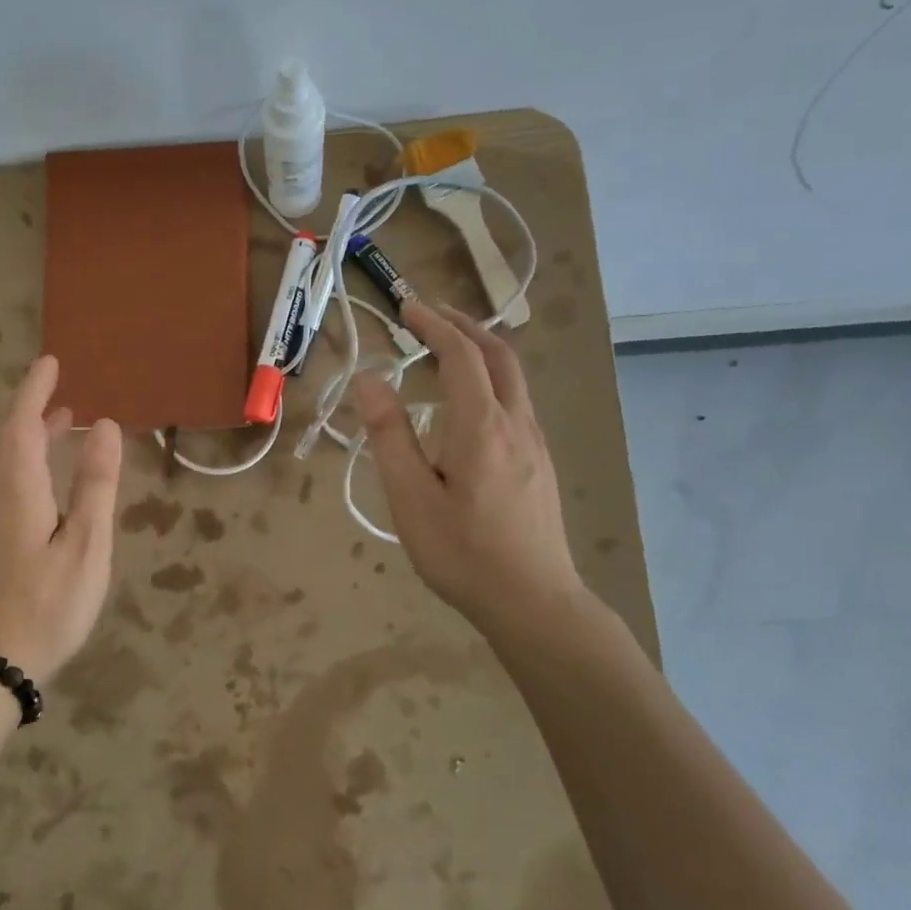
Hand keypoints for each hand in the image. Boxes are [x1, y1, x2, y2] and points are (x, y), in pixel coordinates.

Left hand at [0, 355, 122, 682]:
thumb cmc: (47, 604)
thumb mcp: (85, 544)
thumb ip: (95, 484)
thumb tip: (105, 427)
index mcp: (15, 488)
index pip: (21, 422)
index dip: (34, 390)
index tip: (50, 362)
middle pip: (7, 438)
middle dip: (33, 411)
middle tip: (63, 395)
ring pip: (2, 462)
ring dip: (30, 438)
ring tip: (65, 428)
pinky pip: (1, 483)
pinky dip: (24, 465)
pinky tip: (45, 482)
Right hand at [353, 302, 588, 640]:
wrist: (534, 602)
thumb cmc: (463, 553)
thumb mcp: (411, 498)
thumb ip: (390, 436)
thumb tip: (370, 381)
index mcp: (482, 426)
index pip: (461, 355)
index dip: (434, 324)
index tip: (407, 307)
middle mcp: (516, 424)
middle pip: (499, 356)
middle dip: (465, 325)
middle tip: (430, 314)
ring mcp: (535, 444)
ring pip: (513, 378)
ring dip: (481, 351)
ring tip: (447, 349)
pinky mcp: (540, 464)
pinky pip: (516, 402)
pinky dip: (491, 379)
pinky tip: (470, 403)